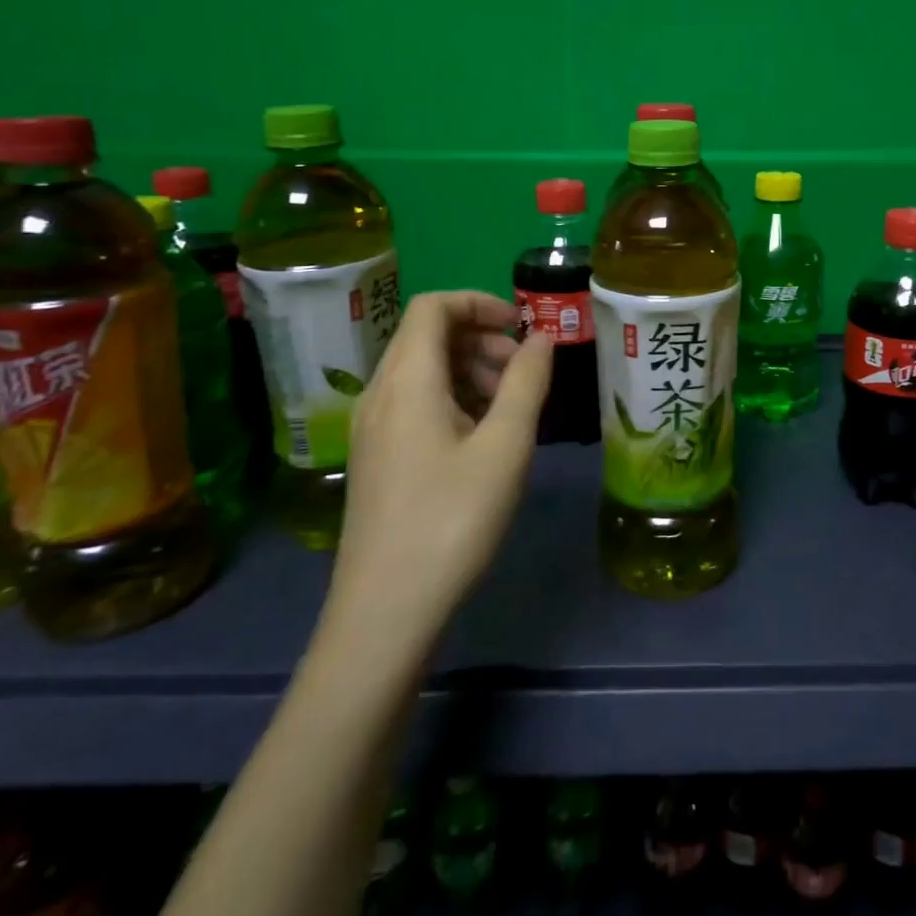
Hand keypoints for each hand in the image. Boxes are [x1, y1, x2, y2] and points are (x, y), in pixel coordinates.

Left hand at [323, 291, 552, 660]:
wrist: (385, 613)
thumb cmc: (451, 521)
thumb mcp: (505, 447)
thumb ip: (526, 382)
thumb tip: (542, 338)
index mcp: (406, 381)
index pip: (433, 306)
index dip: (480, 302)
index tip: (523, 327)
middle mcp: (380, 394)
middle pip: (426, 335)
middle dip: (481, 338)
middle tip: (524, 372)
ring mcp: (373, 428)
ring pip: (422, 370)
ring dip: (469, 369)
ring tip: (510, 407)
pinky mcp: (377, 457)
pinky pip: (414, 402)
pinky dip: (453, 398)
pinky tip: (483, 438)